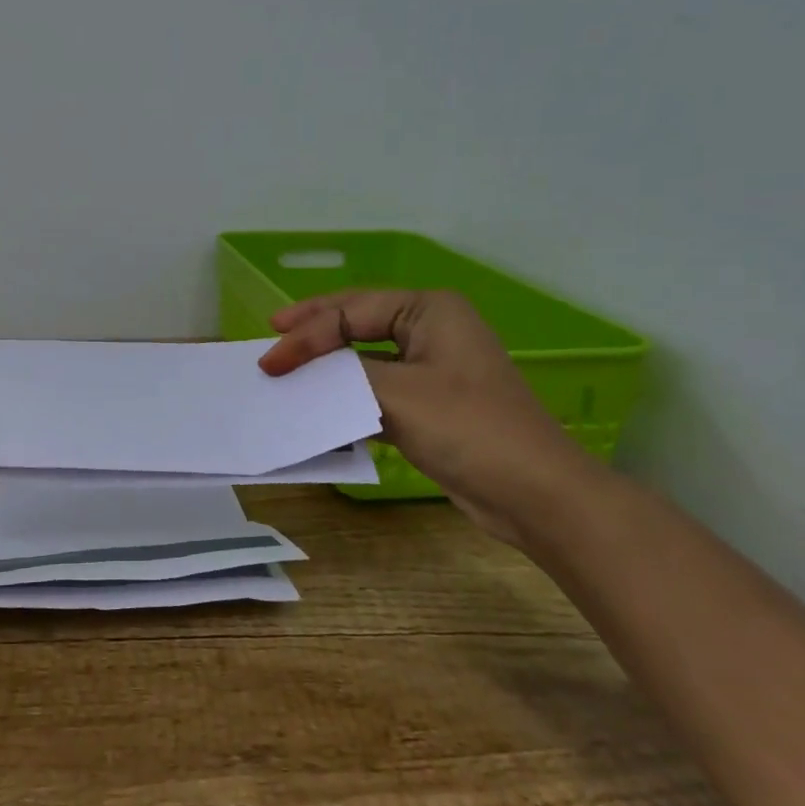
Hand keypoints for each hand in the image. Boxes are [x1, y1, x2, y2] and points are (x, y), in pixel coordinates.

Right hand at [258, 290, 603, 546]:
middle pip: (355, 323)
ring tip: (287, 370)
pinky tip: (319, 406)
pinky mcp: (427, 404)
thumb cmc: (468, 428)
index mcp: (429, 310)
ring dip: (326, 367)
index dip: (305, 334)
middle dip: (312, 334)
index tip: (270, 361)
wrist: (535, 495)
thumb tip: (296, 371)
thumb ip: (341, 375)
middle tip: (271, 335)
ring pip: (362, 358)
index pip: (350, 312)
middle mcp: (429, 329)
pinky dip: (345, 396)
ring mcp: (430, 367)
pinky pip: (374, 389)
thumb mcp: (396, 394)